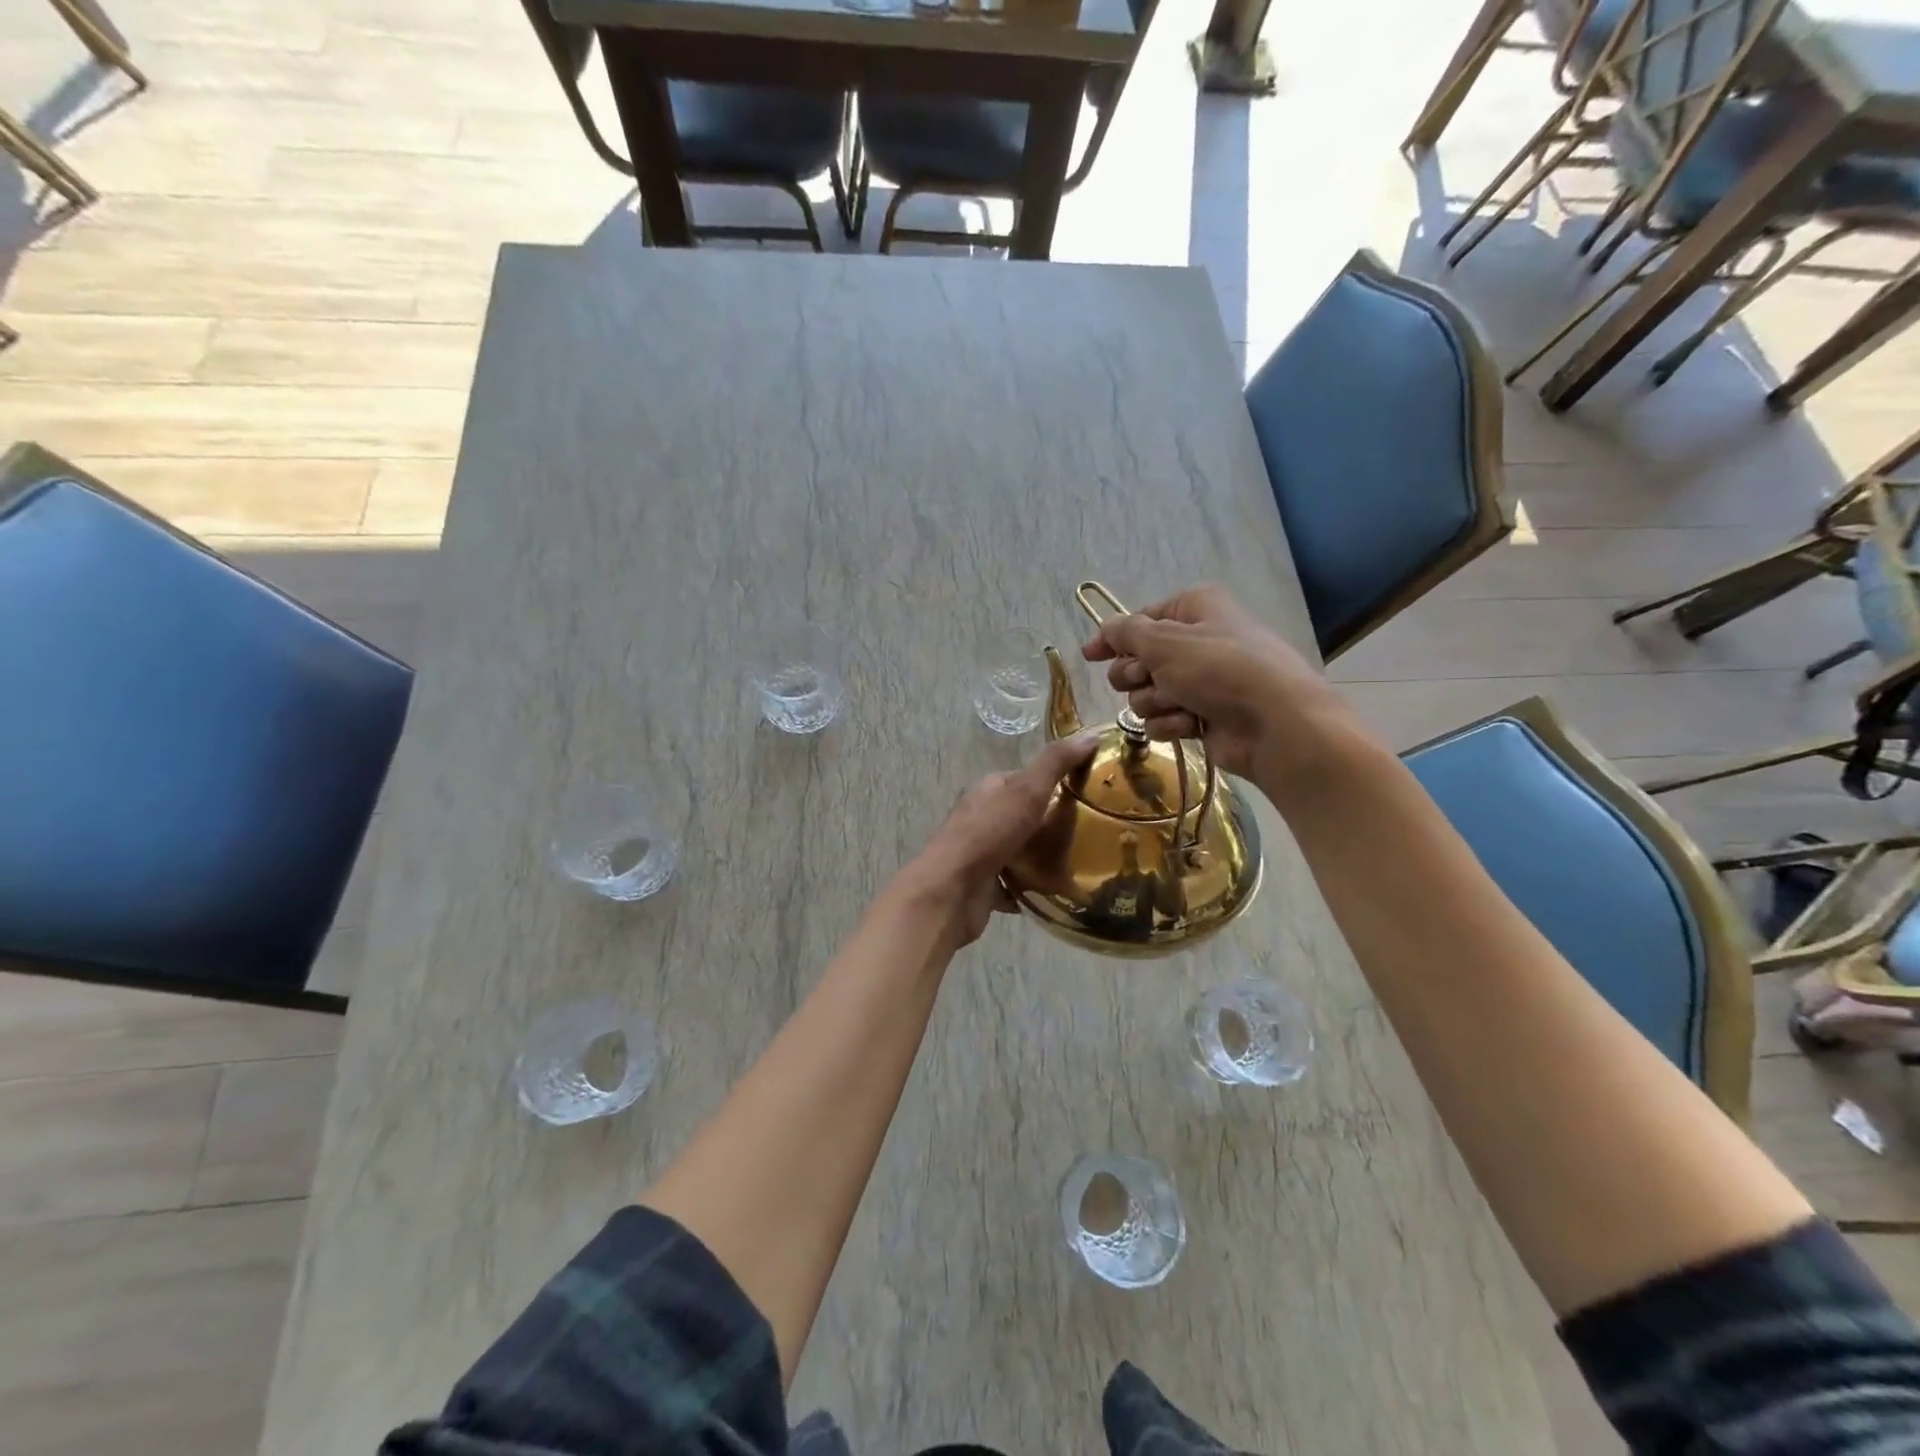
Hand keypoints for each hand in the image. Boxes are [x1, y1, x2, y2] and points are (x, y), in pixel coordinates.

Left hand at [900, 732, 1099, 946]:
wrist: (951, 891)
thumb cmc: (988, 834)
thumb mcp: (1027, 791)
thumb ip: (1056, 764)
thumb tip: (1091, 735)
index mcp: (988, 789)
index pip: (1026, 779)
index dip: (1054, 782)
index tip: (1087, 793)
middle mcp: (981, 818)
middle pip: (1023, 816)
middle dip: (1051, 823)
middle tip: (1090, 833)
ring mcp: (980, 853)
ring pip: (1018, 850)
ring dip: (1042, 857)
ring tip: (1080, 863)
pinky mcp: (983, 885)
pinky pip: (1013, 884)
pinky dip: (1030, 887)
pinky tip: (1055, 891)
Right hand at [1081, 583, 1348, 785]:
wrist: (1274, 723)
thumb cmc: (1219, 669)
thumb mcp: (1164, 641)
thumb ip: (1126, 633)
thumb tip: (1106, 628)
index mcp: (1194, 609)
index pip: (1140, 620)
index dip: (1113, 639)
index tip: (1090, 656)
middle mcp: (1197, 641)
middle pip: (1139, 660)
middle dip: (1136, 675)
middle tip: (1149, 679)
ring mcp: (1201, 682)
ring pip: (1147, 694)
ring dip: (1155, 702)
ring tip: (1180, 704)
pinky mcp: (1202, 716)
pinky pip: (1165, 719)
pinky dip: (1172, 723)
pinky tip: (1193, 724)